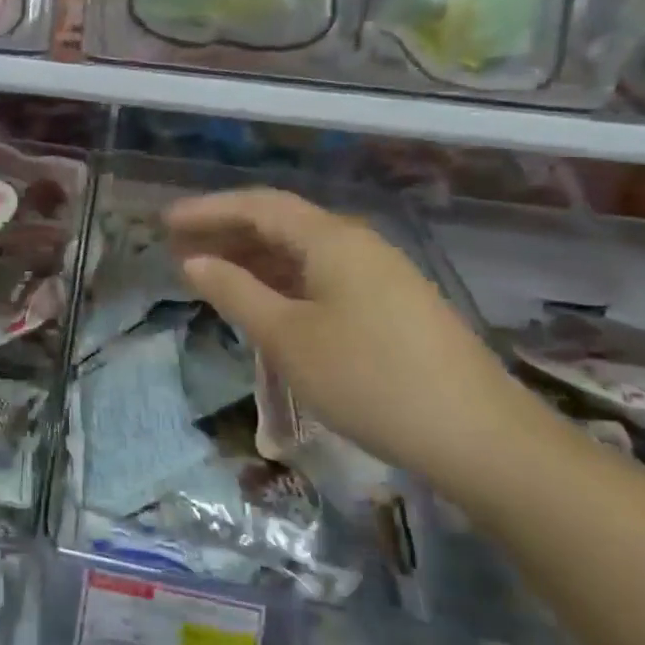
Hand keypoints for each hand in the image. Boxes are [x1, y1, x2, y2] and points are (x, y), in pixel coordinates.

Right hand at [166, 188, 518, 479]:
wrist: (480, 438)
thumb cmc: (369, 379)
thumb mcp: (287, 337)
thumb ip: (235, 292)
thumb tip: (193, 261)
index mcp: (332, 239)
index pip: (258, 206)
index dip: (208, 210)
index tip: (165, 222)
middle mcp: (357, 245)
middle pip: (280, 224)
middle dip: (226, 233)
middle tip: (179, 249)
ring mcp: (380, 275)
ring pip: (302, 253)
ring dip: (253, 259)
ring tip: (210, 275)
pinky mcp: (391, 306)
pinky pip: (322, 277)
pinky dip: (282, 282)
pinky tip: (264, 304)